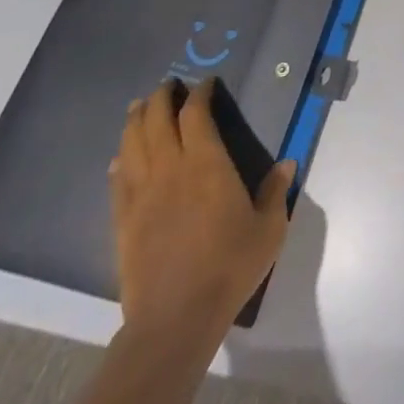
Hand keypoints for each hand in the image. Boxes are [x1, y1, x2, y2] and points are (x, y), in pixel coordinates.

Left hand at [110, 79, 297, 354]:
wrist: (175, 320)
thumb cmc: (229, 266)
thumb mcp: (269, 227)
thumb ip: (275, 191)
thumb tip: (286, 163)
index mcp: (207, 164)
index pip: (196, 114)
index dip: (199, 93)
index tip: (205, 83)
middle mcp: (170, 171)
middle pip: (156, 122)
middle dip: (161, 98)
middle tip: (167, 84)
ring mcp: (142, 197)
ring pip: (131, 146)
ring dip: (135, 122)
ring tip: (138, 107)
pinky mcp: (123, 223)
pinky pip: (117, 183)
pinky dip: (120, 162)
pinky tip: (120, 158)